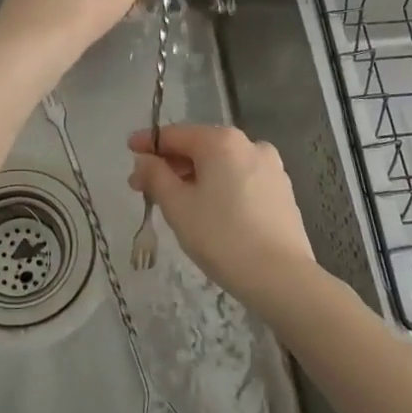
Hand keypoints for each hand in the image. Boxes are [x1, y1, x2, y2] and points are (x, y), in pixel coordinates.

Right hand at [127, 124, 317, 310]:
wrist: (282, 277)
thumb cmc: (222, 236)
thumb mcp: (177, 206)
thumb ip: (155, 176)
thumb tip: (144, 160)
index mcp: (222, 141)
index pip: (175, 135)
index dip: (149, 143)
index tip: (129, 150)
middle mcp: (249, 144)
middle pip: (200, 147)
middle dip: (171, 164)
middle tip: (145, 186)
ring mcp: (271, 167)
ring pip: (222, 165)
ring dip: (195, 177)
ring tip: (175, 201)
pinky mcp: (282, 191)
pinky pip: (240, 180)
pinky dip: (220, 187)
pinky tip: (209, 210)